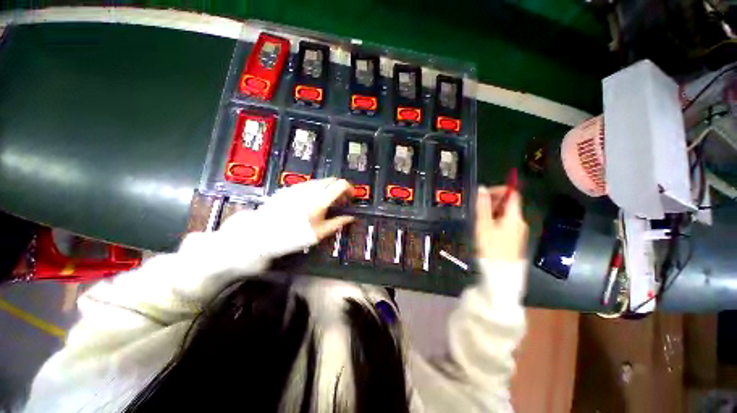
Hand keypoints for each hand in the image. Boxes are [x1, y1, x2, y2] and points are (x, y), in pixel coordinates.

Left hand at [263, 178, 354, 240]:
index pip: (341, 184)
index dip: (350, 188)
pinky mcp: (290, 188)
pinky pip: (308, 184)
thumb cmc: (293, 235)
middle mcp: (311, 189)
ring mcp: (299, 187)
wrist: (262, 233)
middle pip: (332, 179)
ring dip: (328, 188)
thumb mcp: (319, 233)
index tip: (351, 197)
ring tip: (326, 202)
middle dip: (340, 188)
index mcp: (320, 199)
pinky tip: (311, 202)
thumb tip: (350, 218)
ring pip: (320, 181)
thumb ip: (337, 223)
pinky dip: (316, 189)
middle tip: (340, 201)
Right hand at [475, 186, 527, 260]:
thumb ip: (482, 206)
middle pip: (508, 204)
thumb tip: (481, 188)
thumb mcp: (483, 225)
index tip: (483, 195)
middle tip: (477, 208)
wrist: (501, 273)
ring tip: (478, 218)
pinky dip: (495, 220)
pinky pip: (505, 223)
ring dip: (492, 212)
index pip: (512, 194)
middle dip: (493, 202)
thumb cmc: (491, 247)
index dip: (498, 190)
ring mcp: (518, 231)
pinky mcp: (514, 238)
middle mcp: (520, 221)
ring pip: (505, 214)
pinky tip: (485, 228)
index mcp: (514, 216)